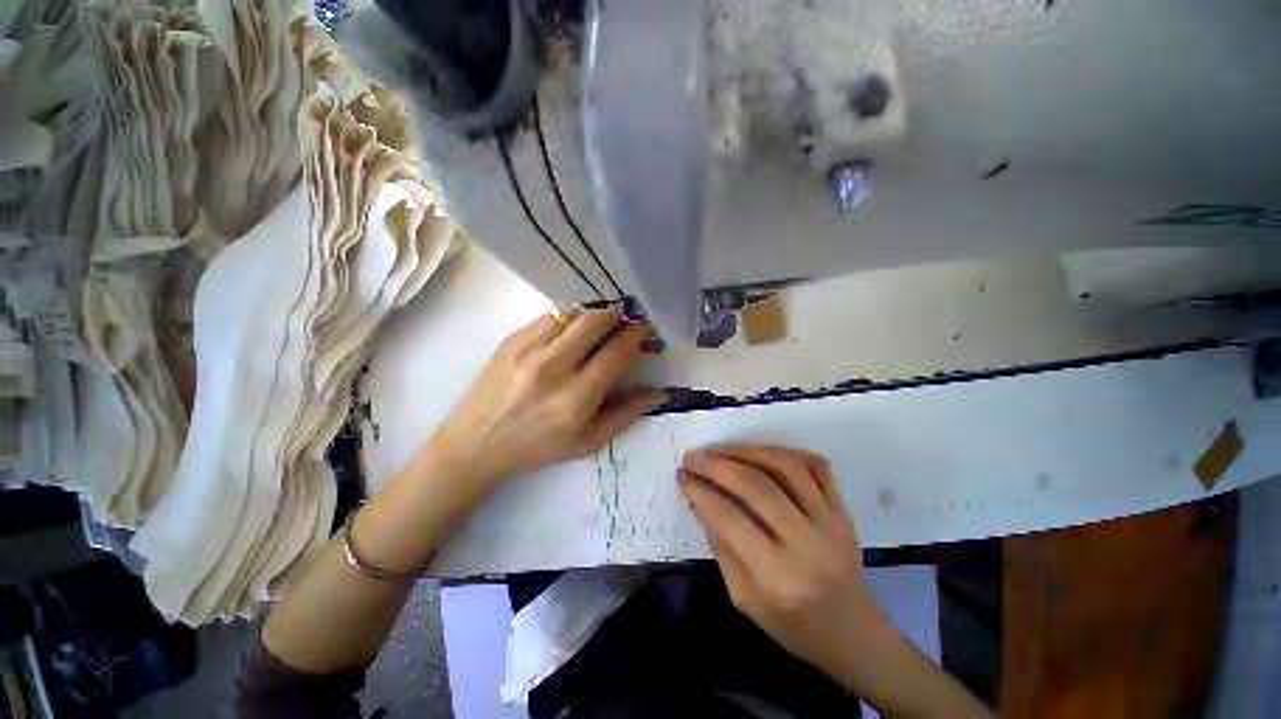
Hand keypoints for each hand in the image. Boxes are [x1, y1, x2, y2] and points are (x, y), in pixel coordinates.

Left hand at [432, 307, 664, 486]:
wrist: (476, 444)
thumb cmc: (538, 448)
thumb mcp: (589, 442)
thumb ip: (628, 414)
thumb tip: (660, 392)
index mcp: (576, 398)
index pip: (617, 351)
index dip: (638, 335)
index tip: (646, 331)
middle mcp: (553, 367)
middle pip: (597, 320)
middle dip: (620, 316)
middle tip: (628, 323)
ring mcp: (528, 348)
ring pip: (574, 312)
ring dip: (596, 314)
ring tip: (604, 325)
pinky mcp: (512, 338)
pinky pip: (552, 315)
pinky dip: (571, 318)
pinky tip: (574, 331)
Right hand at [678, 446, 886, 676]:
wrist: (852, 633)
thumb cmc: (792, 625)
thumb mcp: (744, 598)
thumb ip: (721, 546)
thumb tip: (700, 498)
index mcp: (778, 577)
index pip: (730, 519)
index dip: (701, 491)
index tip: (682, 475)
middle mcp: (808, 544)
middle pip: (757, 486)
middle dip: (718, 465)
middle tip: (694, 457)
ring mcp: (832, 522)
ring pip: (786, 466)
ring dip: (747, 451)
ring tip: (721, 451)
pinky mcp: (844, 510)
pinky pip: (816, 466)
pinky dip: (784, 452)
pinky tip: (760, 454)